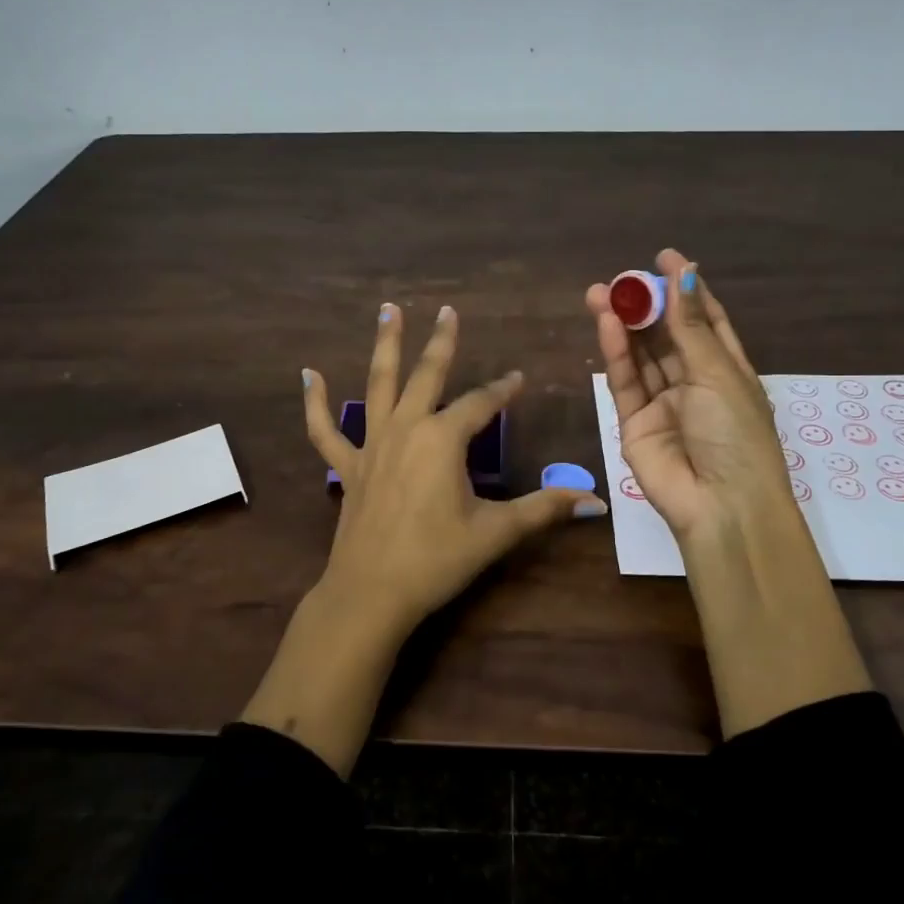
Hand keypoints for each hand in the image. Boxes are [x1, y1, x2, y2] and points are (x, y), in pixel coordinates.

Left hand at [302, 302, 608, 639]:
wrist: (371, 593)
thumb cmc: (437, 559)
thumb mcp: (496, 532)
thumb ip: (544, 509)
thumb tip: (595, 502)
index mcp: (443, 439)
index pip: (481, 404)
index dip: (504, 390)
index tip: (519, 378)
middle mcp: (406, 428)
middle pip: (426, 374)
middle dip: (442, 342)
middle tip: (448, 311)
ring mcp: (371, 445)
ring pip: (377, 385)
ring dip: (384, 346)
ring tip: (388, 310)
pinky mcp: (348, 467)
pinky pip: (324, 430)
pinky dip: (315, 402)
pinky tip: (308, 374)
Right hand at [587, 251, 868, 735]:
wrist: (720, 506)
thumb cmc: (735, 434)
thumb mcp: (718, 373)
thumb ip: (690, 326)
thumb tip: (685, 271)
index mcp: (728, 371)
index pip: (706, 321)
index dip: (687, 289)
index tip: (665, 258)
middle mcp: (694, 384)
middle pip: (667, 335)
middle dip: (646, 305)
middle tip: (622, 278)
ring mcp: (663, 404)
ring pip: (640, 356)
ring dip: (624, 324)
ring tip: (600, 292)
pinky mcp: (634, 423)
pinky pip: (624, 381)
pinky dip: (616, 353)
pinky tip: (607, 323)